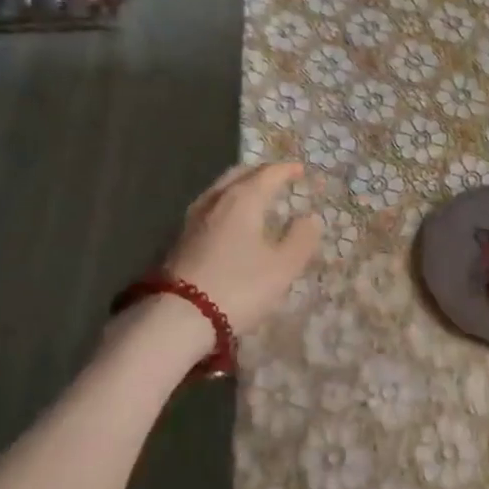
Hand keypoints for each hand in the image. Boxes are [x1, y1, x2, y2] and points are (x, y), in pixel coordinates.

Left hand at [161, 162, 322, 334]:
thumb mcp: (282, 268)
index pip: (268, 173)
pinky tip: (228, 220)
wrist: (178, 318)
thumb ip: (300, 240)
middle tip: (276, 177)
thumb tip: (310, 218)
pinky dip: (225, 204)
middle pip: (239, 173)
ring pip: (220, 189)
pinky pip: (209, 207)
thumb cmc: (238, 287)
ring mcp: (193, 218)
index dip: (286, 170)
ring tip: (254, 196)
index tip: (300, 170)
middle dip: (260, 172)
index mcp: (243, 199)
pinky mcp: (180, 238)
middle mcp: (216, 199)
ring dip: (240, 186)